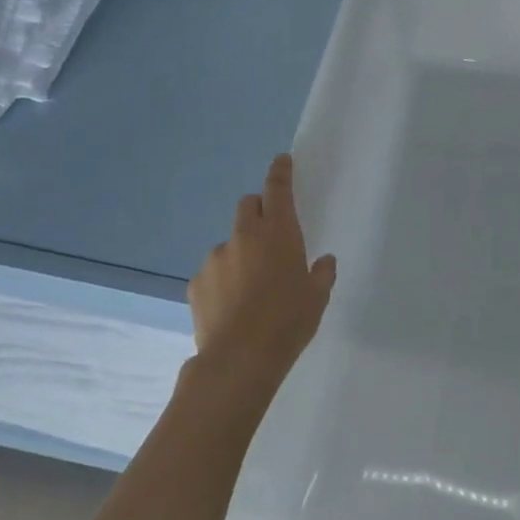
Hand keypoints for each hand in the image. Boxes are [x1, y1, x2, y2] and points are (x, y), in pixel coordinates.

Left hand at [186, 153, 336, 377]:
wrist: (239, 359)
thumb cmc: (288, 321)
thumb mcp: (317, 297)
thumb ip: (322, 273)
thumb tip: (323, 261)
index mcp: (278, 233)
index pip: (278, 189)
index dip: (280, 172)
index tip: (281, 160)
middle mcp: (244, 237)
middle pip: (248, 206)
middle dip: (259, 211)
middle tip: (271, 234)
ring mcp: (215, 258)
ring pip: (230, 242)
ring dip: (241, 251)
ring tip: (251, 285)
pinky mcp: (196, 282)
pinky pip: (214, 270)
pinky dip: (224, 278)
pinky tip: (232, 304)